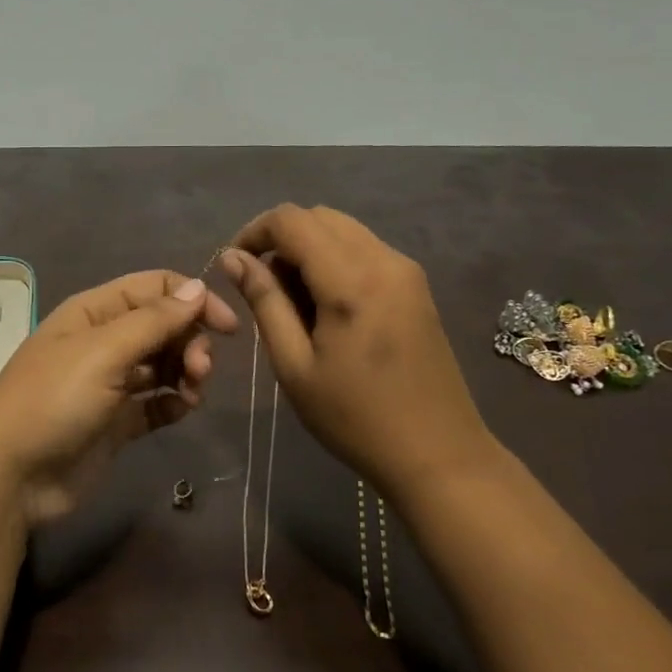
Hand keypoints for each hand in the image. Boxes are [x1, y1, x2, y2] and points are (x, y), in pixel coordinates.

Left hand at [0, 270, 239, 525]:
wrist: (11, 475)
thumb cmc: (53, 401)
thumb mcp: (103, 352)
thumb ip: (153, 320)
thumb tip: (198, 287)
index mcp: (95, 312)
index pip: (154, 288)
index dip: (193, 299)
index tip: (227, 326)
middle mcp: (104, 342)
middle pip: (164, 326)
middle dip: (190, 342)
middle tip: (199, 371)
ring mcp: (110, 383)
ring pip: (163, 364)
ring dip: (186, 372)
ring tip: (192, 394)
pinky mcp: (117, 422)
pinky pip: (157, 403)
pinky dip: (174, 403)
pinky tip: (181, 410)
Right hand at [220, 204, 497, 494]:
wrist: (439, 454)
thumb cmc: (355, 418)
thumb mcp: (294, 365)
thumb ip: (264, 302)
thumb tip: (233, 258)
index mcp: (351, 280)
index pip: (291, 220)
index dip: (253, 232)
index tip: (234, 267)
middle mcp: (384, 260)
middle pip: (319, 217)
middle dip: (280, 240)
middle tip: (262, 288)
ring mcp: (406, 271)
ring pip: (343, 231)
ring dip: (308, 249)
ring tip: (292, 302)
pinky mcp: (416, 286)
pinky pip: (364, 250)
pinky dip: (334, 261)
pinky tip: (326, 308)